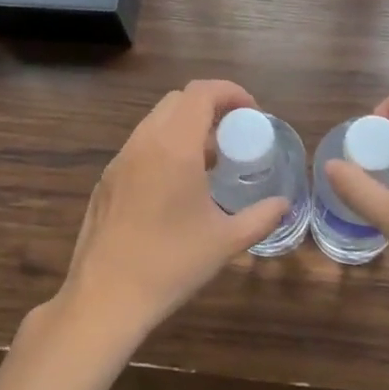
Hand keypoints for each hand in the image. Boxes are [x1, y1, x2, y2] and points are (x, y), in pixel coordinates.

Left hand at [55, 80, 289, 351]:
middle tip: (234, 135)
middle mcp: (143, 143)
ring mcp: (119, 161)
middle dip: (210, 108)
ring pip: (155, 123)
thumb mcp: (225, 241)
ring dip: (185, 129)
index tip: (252, 114)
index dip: (231, 92)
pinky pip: (140, 147)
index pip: (201, 92)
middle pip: (177, 101)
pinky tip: (177, 187)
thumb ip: (260, 217)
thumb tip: (284, 205)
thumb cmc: (171, 264)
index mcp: (173, 147)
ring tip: (209, 163)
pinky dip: (164, 148)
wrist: (105, 297)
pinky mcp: (105, 181)